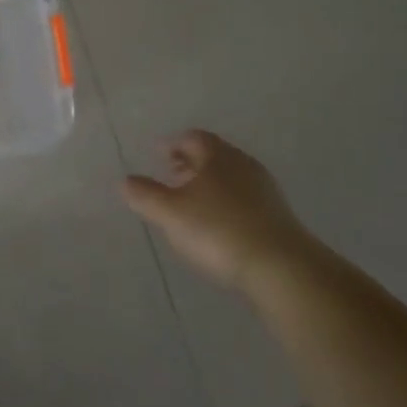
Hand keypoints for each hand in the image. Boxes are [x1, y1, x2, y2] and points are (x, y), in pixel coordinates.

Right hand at [121, 130, 307, 290]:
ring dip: (209, 184)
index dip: (172, 144)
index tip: (158, 153)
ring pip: (231, 178)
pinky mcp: (279, 217)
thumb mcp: (170, 213)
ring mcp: (266, 191)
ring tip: (191, 203)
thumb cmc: (218, 230)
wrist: (281, 268)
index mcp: (218, 156)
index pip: (193, 138)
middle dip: (190, 163)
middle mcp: (244, 166)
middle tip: (171, 175)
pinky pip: (245, 200)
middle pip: (214, 156)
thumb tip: (125, 180)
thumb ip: (145, 195)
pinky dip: (226, 203)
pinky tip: (217, 225)